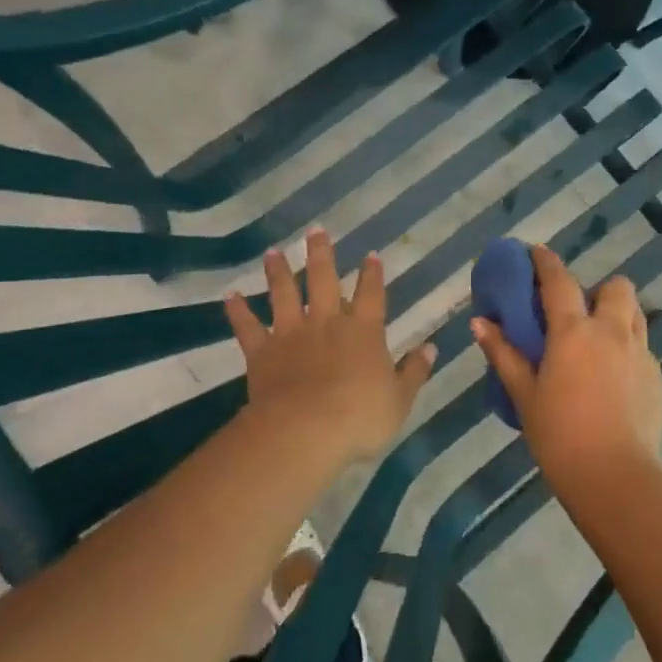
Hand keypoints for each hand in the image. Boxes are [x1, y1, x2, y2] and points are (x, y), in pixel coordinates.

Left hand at [224, 230, 436, 463]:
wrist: (306, 430)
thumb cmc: (360, 417)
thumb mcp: (400, 399)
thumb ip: (414, 371)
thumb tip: (431, 347)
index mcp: (363, 331)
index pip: (371, 295)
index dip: (372, 274)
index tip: (370, 255)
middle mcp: (327, 323)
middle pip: (323, 280)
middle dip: (321, 254)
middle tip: (315, 231)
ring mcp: (291, 334)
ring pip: (284, 294)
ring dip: (278, 272)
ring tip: (272, 252)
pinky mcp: (262, 352)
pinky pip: (247, 327)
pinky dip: (238, 311)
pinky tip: (230, 296)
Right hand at [472, 245, 661, 480]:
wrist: (613, 476)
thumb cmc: (559, 434)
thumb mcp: (524, 394)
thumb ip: (504, 354)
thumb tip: (480, 323)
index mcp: (574, 331)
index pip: (559, 281)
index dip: (546, 262)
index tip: (536, 252)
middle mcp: (611, 332)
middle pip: (615, 287)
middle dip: (598, 290)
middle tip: (578, 315)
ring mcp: (640, 353)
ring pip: (635, 314)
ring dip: (617, 315)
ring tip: (598, 343)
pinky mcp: (657, 377)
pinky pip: (642, 348)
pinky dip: (627, 350)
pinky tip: (613, 380)